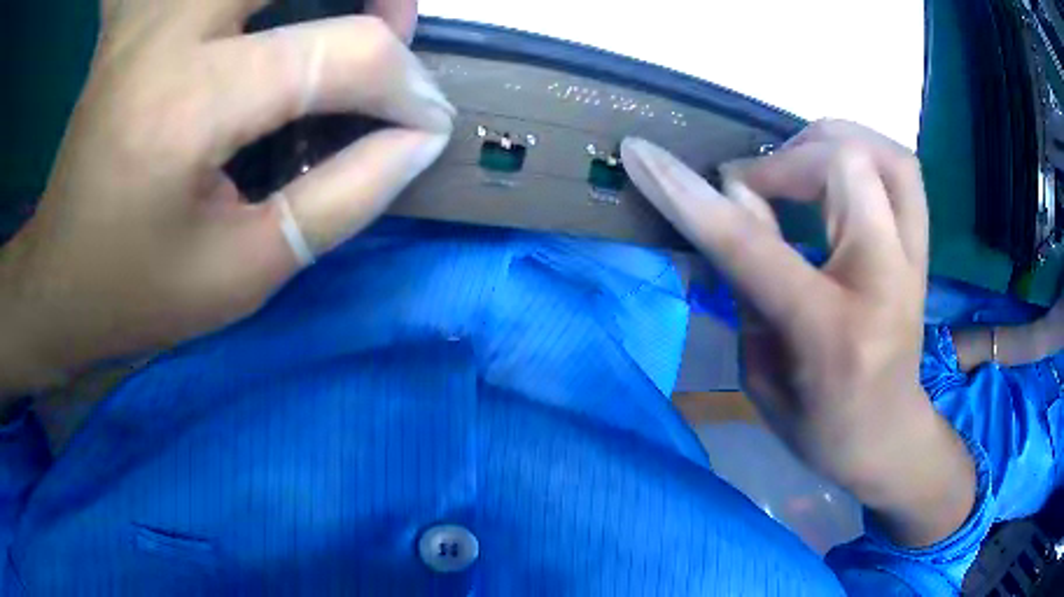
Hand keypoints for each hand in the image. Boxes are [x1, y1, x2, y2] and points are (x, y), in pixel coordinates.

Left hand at [0, 0, 452, 394]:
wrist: (58, 279)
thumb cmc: (138, 292)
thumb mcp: (246, 272)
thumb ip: (344, 198)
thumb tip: (420, 137)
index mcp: (189, 104)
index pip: (343, 54)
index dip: (406, 86)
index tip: (426, 124)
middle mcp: (171, 30)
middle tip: (387, 33)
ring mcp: (151, 13)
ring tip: (340, 16)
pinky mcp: (141, 16)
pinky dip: (258, 4)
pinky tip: (263, 23)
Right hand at [622, 120, 975, 547]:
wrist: (889, 437)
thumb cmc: (820, 426)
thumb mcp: (763, 376)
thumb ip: (748, 286)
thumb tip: (733, 204)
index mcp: (832, 332)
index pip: (756, 247)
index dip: (694, 196)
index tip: (643, 155)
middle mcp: (885, 281)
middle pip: (843, 167)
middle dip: (783, 160)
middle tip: (752, 186)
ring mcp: (914, 260)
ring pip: (883, 154)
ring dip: (829, 143)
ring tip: (795, 164)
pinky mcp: (922, 249)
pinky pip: (901, 170)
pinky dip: (863, 152)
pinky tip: (834, 170)